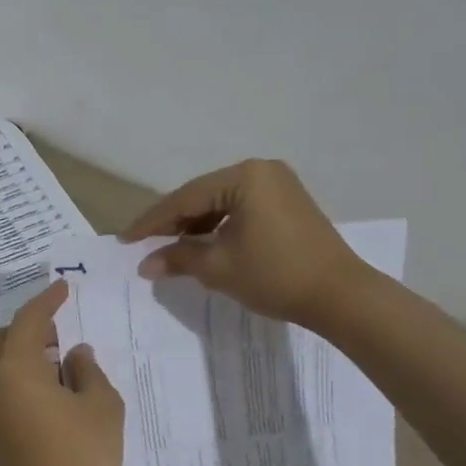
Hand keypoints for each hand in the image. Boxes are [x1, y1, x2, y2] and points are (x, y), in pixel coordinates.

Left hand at [0, 281, 123, 465]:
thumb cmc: (82, 454)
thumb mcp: (101, 406)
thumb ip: (89, 371)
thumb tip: (76, 354)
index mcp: (18, 369)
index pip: (28, 321)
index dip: (47, 301)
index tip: (62, 287)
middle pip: (0, 339)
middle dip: (27, 326)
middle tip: (59, 328)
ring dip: (22, 351)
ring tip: (58, 358)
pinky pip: (2, 385)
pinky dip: (20, 374)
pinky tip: (50, 386)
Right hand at [123, 159, 362, 327]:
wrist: (340, 295)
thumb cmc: (275, 275)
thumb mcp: (219, 267)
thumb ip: (179, 258)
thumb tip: (145, 264)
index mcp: (244, 176)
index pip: (185, 198)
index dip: (152, 221)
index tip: (125, 239)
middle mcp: (262, 170)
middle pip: (203, 195)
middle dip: (173, 222)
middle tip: (144, 244)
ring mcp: (278, 184)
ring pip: (222, 202)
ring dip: (196, 225)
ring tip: (171, 249)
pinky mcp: (288, 202)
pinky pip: (241, 208)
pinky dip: (220, 226)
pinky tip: (204, 245)